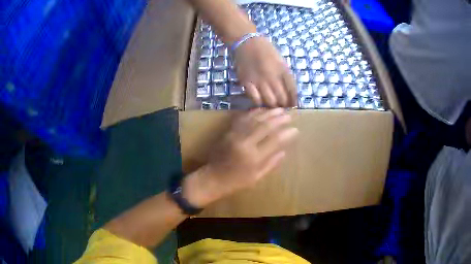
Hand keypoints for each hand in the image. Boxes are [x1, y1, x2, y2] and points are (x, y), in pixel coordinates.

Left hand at [183, 108, 297, 206]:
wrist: (213, 177)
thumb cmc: (236, 181)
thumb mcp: (257, 177)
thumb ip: (271, 163)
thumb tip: (284, 151)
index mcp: (254, 157)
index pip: (275, 141)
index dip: (287, 134)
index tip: (295, 129)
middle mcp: (245, 143)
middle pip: (265, 126)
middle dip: (279, 119)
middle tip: (289, 115)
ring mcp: (235, 135)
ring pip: (255, 119)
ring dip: (268, 113)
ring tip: (279, 109)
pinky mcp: (228, 132)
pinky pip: (243, 118)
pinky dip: (254, 112)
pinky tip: (262, 110)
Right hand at [233, 37, 296, 107]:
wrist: (246, 42)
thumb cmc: (266, 49)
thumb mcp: (281, 60)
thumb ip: (286, 75)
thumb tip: (290, 93)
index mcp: (283, 70)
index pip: (292, 91)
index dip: (293, 101)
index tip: (292, 105)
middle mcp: (272, 76)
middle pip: (281, 99)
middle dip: (284, 106)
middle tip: (282, 108)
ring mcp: (259, 80)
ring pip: (269, 101)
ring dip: (272, 106)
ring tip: (272, 107)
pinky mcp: (247, 82)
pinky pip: (255, 99)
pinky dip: (259, 103)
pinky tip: (260, 102)